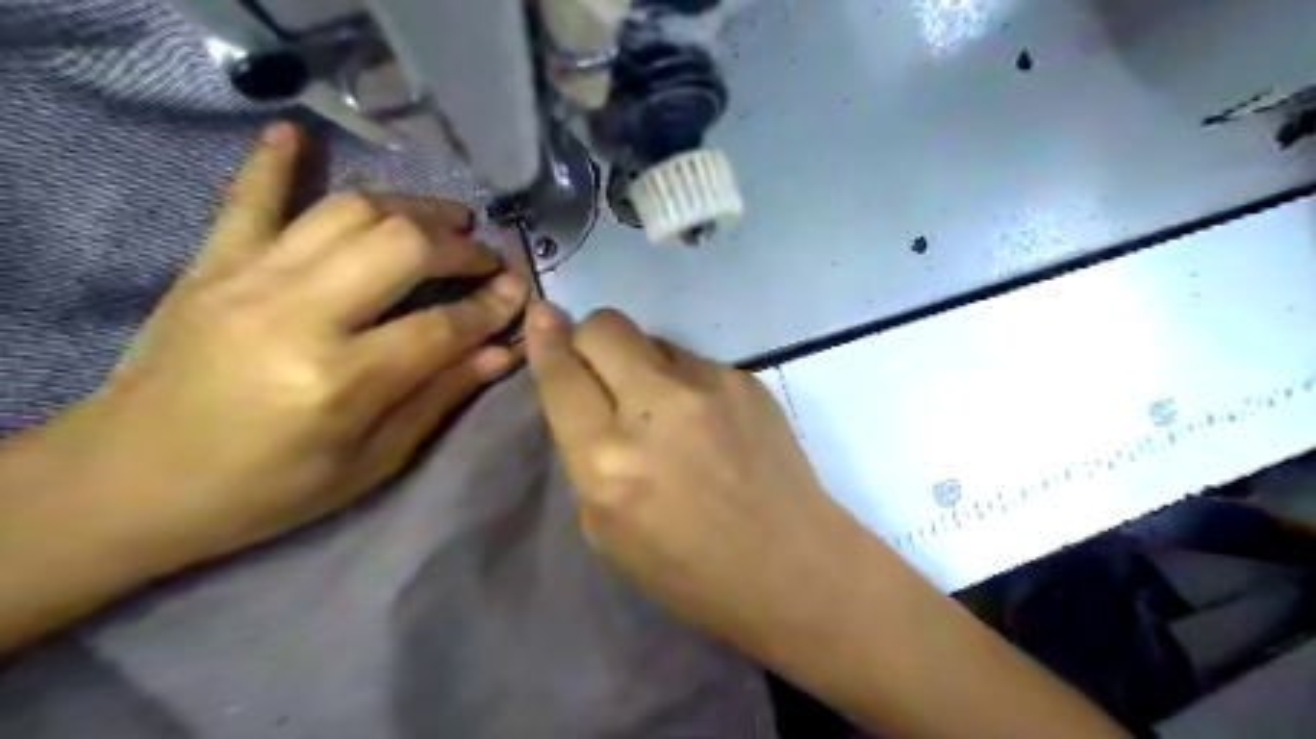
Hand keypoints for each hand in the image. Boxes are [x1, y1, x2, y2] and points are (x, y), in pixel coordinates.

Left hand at [47, 123, 528, 566]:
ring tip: (447, 219)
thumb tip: (502, 351)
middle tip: (487, 259)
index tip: (522, 291)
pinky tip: (296, 133)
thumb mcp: (370, 463)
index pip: (443, 326)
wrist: (130, 483)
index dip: (492, 306)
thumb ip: (438, 398)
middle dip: (461, 248)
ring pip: (349, 211)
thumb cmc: (265, 490)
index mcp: (340, 381)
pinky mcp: (211, 264)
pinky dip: (274, 161)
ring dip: (411, 208)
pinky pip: (249, 197)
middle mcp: (298, 314)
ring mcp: (248, 278)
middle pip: (402, 247)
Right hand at [526, 302, 864, 641]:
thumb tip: (584, 396)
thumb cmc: (689, 571)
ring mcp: (708, 385)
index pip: (561, 375)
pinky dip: (684, 382)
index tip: (541, 316)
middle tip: (600, 368)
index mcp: (608, 459)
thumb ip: (587, 456)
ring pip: (652, 339)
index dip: (544, 340)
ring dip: (642, 363)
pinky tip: (707, 422)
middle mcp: (655, 407)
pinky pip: (694, 361)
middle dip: (589, 338)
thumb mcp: (606, 530)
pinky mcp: (745, 379)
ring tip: (665, 409)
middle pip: (604, 326)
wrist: (789, 565)